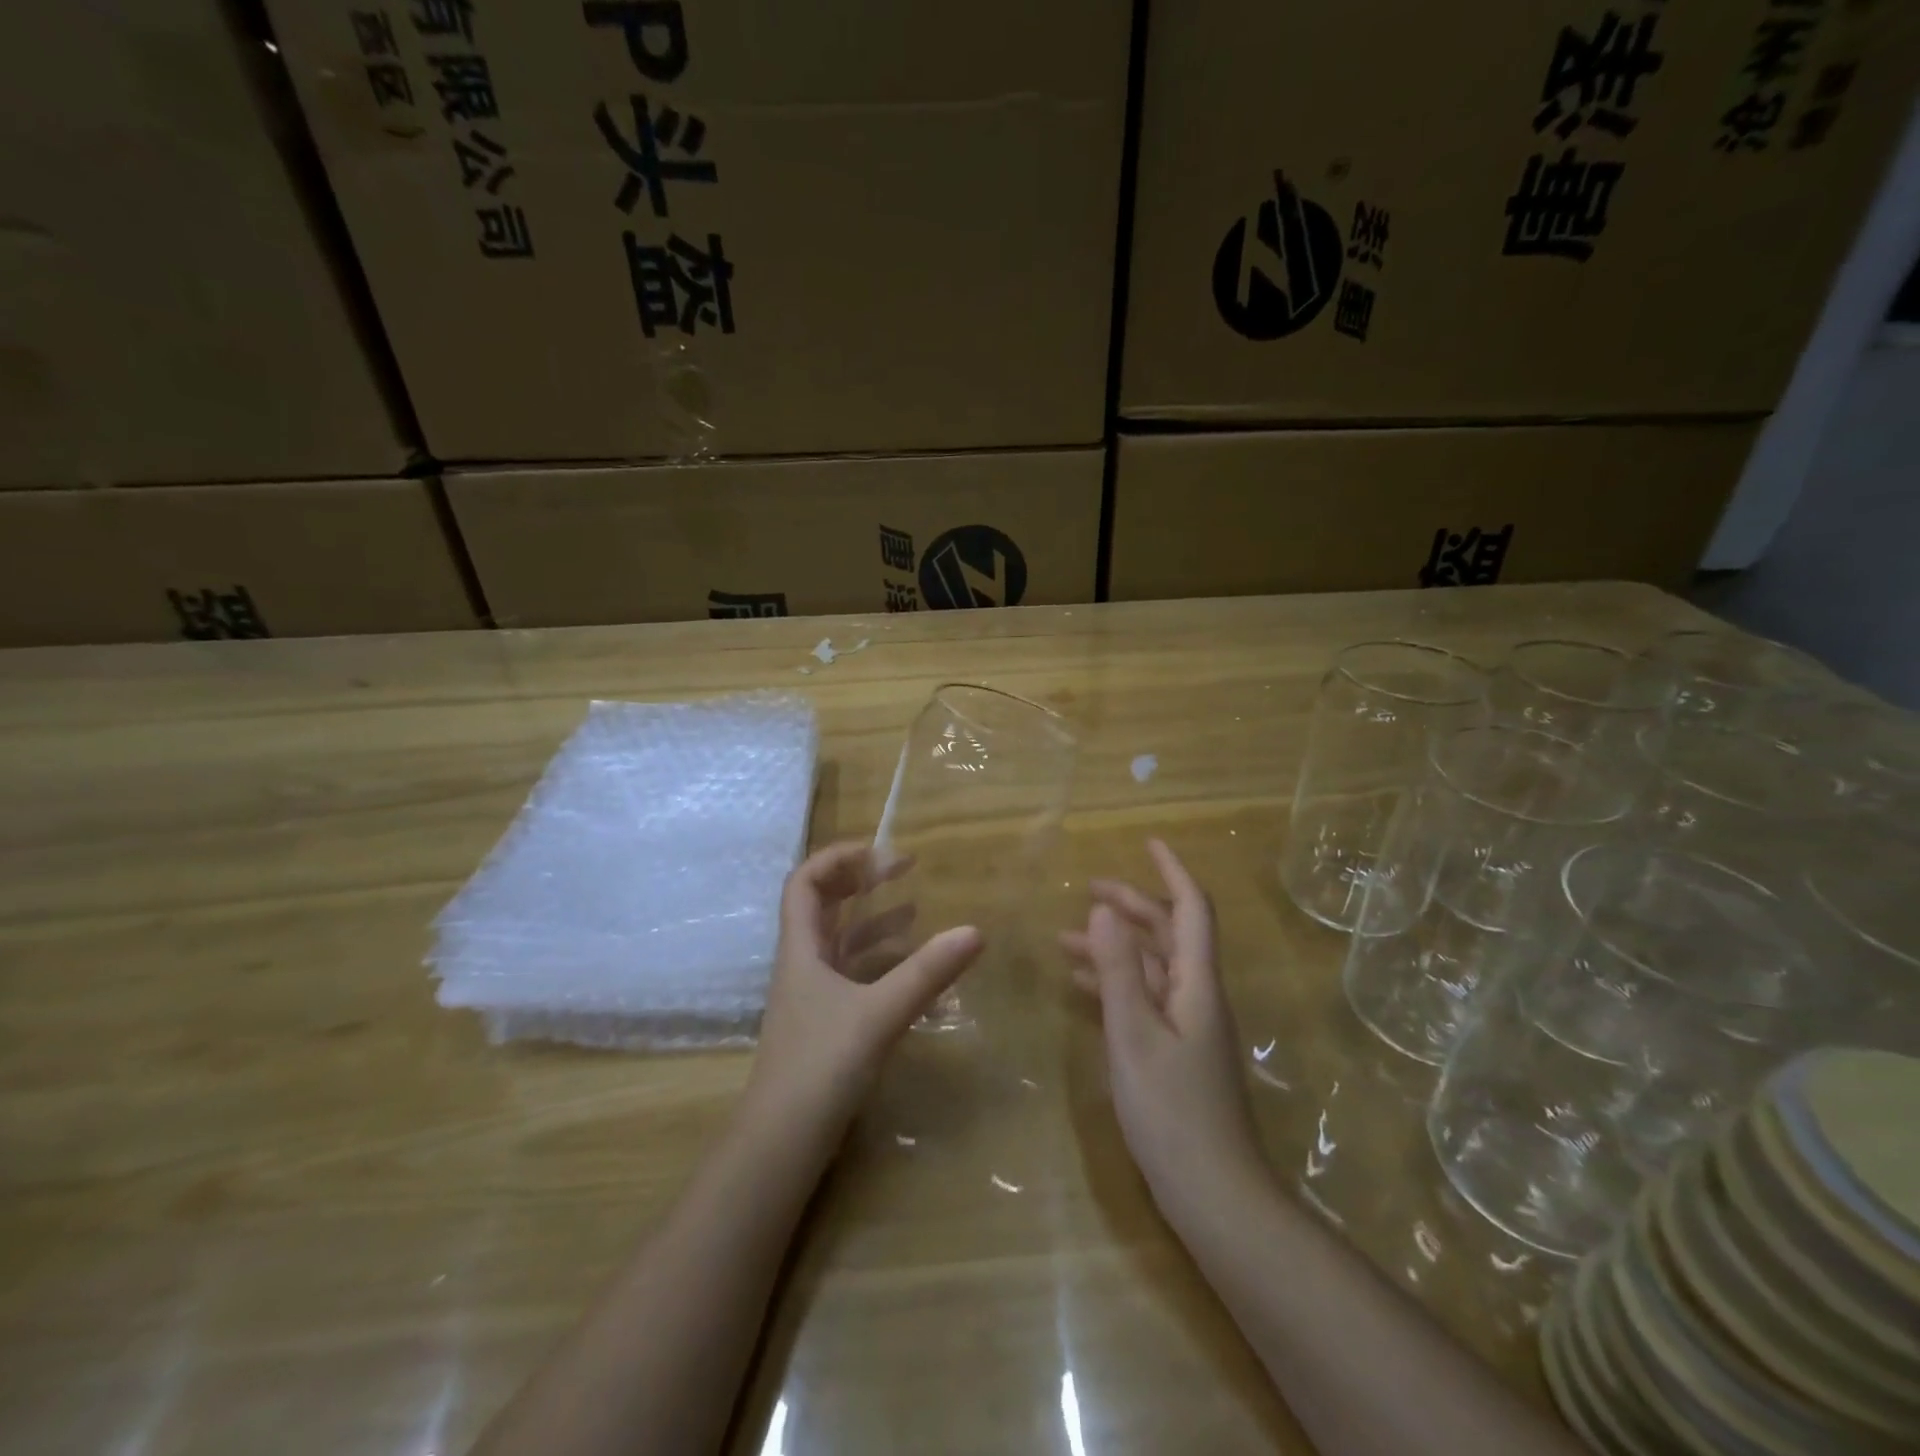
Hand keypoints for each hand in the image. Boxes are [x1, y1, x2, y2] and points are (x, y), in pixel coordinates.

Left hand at [745, 842, 983, 1136]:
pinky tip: (913, 969)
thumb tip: (976, 930)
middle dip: (860, 881)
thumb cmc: (820, 1066)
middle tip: (902, 870)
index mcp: (801, 948)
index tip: (881, 853)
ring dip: (874, 920)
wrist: (782, 1144)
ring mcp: (814, 996)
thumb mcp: (879, 1014)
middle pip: (823, 905)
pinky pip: (854, 976)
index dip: (838, 857)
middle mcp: (803, 964)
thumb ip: (927, 973)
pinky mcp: (827, 1024)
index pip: (805, 881)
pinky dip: (881, 962)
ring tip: (916, 909)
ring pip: (841, 942)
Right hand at [1061, 840, 1267, 1213]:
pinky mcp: (1175, 1052)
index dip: (1171, 872)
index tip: (1147, 843)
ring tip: (1065, 938)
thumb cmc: (1172, 1110)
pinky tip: (1081, 987)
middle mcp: (1196, 996)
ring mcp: (1187, 1026)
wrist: (1214, 1194)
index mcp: (1196, 984)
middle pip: (1168, 934)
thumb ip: (1118, 971)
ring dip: (1114, 947)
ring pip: (1151, 968)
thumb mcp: (1134, 1034)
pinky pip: (1144, 1000)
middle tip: (1087, 889)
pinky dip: (1115, 984)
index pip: (1190, 910)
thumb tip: (1103, 909)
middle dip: (1131, 906)